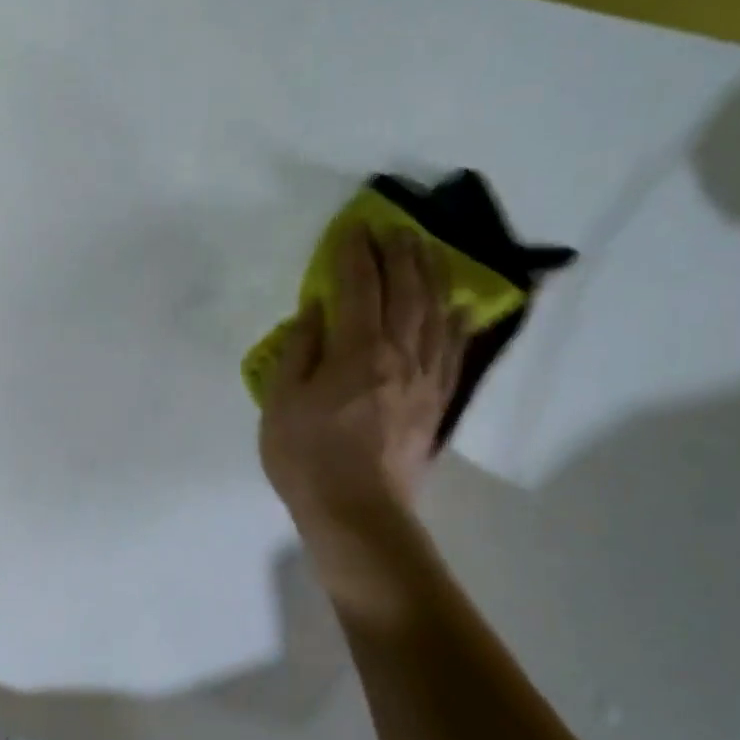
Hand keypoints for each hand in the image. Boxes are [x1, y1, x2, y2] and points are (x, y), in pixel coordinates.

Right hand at [260, 224, 465, 527]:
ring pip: (436, 312)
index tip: (352, 227)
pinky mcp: (437, 401)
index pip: (360, 286)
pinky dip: (457, 321)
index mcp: (357, 351)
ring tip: (428, 249)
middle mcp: (399, 354)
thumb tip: (317, 310)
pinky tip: (458, 306)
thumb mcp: (281, 403)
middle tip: (394, 227)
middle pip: (406, 290)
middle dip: (400, 252)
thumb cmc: (307, 458)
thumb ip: (300, 350)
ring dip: (432, 274)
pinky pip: (453, 350)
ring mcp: (425, 377)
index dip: (355, 253)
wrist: (357, 512)